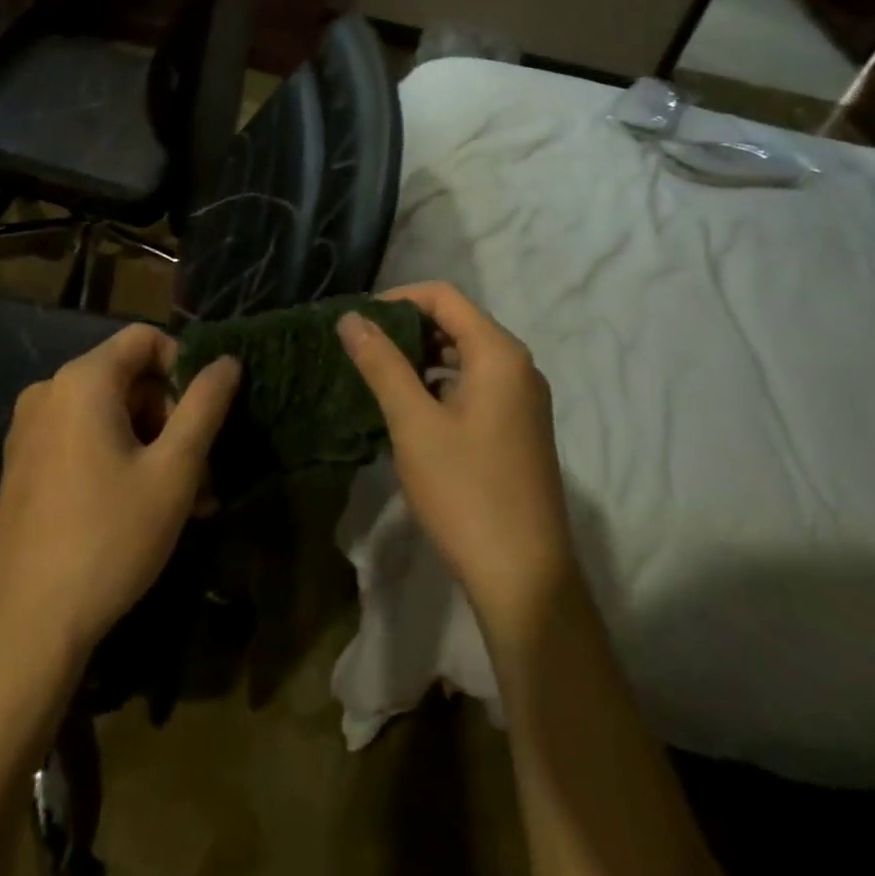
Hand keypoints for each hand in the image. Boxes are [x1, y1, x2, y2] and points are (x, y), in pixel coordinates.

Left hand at [0, 325, 240, 666]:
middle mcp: (48, 393)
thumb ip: (204, 406)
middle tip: (202, 472)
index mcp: (82, 381)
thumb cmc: (109, 537)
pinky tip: (145, 510)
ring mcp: (29, 432)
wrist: (24, 626)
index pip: (145, 339)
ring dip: (152, 447)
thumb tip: (227, 362)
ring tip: (187, 502)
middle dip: (170, 418)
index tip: (204, 417)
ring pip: (108, 416)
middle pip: (127, 379)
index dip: (184, 367)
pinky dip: (118, 461)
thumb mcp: (173, 471)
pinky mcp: (23, 467)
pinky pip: (82, 442)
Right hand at [337, 282, 573, 641]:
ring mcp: (522, 400)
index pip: (444, 297)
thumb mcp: (413, 423)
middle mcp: (518, 367)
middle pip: (457, 322)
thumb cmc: (466, 491)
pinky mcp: (518, 428)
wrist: (524, 578)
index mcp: (499, 354)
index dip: (397, 299)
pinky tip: (409, 408)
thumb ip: (381, 364)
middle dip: (407, 327)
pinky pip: (474, 385)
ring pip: (464, 356)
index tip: (357, 321)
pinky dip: (439, 384)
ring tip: (377, 375)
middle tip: (361, 347)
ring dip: (421, 357)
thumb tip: (350, 317)